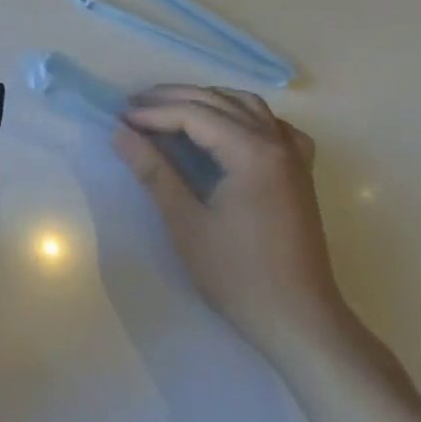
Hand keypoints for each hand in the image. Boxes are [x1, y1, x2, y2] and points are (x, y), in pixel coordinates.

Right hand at [110, 86, 352, 364]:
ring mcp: (294, 159)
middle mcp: (277, 144)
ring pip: (248, 106)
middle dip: (174, 98)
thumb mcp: (185, 222)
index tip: (120, 120)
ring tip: (171, 110)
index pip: (194, 114)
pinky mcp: (300, 175)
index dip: (154, 113)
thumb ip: (153, 171)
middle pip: (220, 102)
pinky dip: (244, 116)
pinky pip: (273, 126)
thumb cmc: (239, 275)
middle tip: (134, 106)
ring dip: (207, 101)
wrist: (300, 323)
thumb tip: (120, 133)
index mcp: (252, 153)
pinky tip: (227, 129)